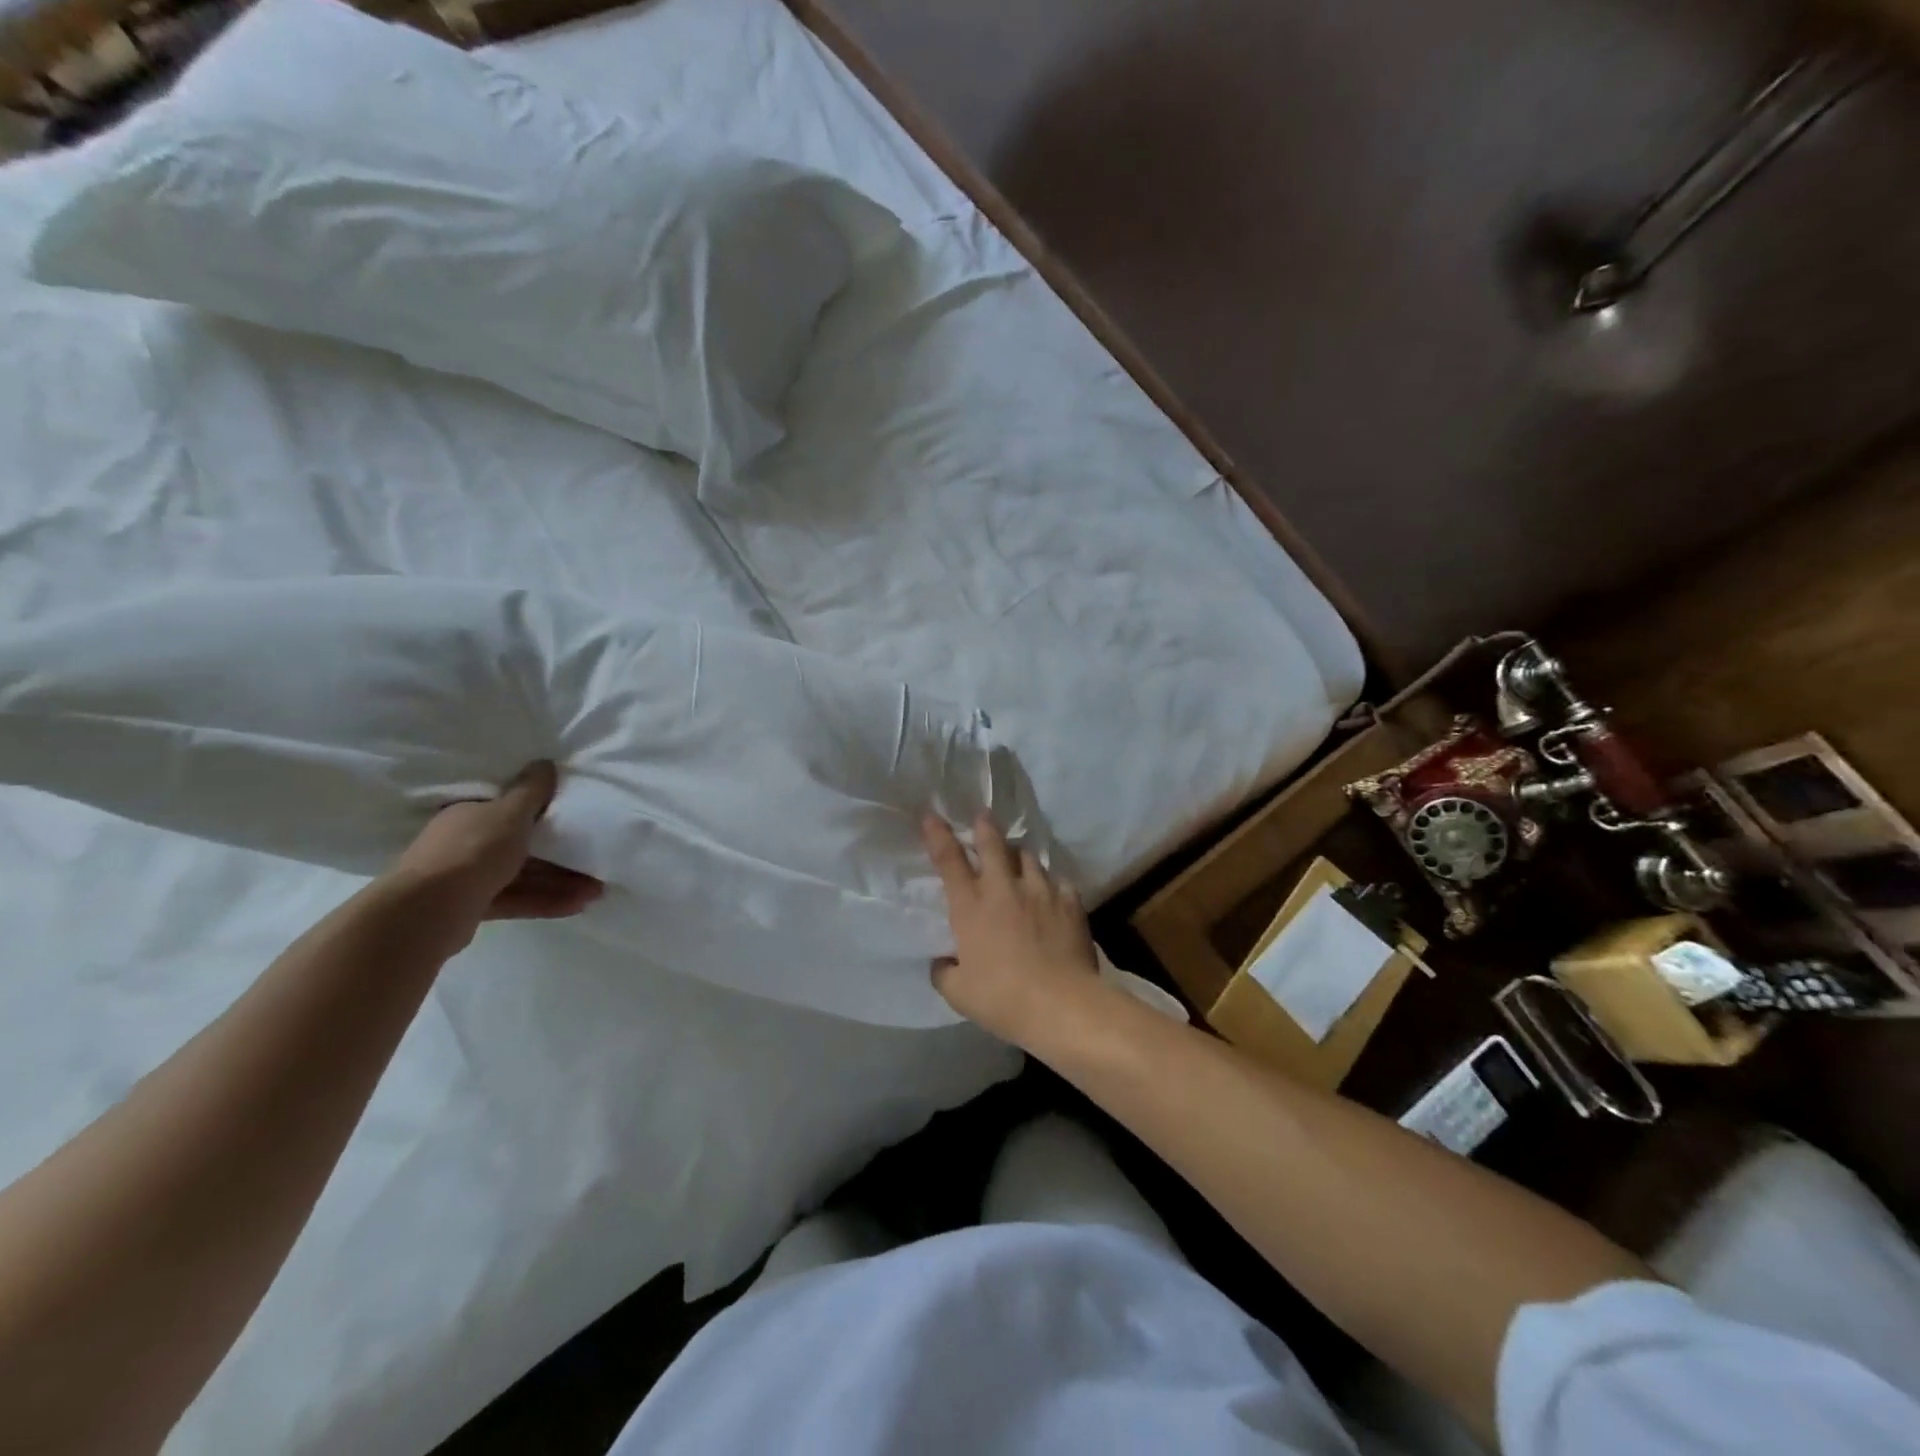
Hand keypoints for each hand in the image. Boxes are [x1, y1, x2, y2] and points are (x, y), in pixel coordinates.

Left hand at [386, 762, 602, 948]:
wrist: (428, 911)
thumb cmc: (472, 850)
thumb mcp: (509, 812)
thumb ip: (531, 791)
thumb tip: (544, 763)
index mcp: (470, 815)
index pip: (509, 808)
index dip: (544, 811)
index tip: (575, 816)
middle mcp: (466, 843)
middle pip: (521, 844)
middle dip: (561, 853)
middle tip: (594, 855)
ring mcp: (469, 877)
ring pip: (524, 874)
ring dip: (560, 881)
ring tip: (597, 889)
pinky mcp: (475, 907)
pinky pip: (518, 899)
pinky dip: (546, 900)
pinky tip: (578, 905)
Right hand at [922, 812, 1099, 1045]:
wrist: (1061, 1005)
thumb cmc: (1003, 999)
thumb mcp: (959, 993)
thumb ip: (944, 972)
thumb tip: (941, 961)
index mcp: (971, 907)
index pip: (949, 860)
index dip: (938, 835)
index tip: (931, 816)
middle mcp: (1004, 889)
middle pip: (993, 844)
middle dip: (985, 826)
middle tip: (983, 815)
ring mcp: (1040, 891)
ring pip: (1028, 857)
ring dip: (1018, 855)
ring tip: (1018, 858)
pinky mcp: (1070, 901)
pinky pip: (1058, 881)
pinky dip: (1051, 882)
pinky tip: (1052, 891)